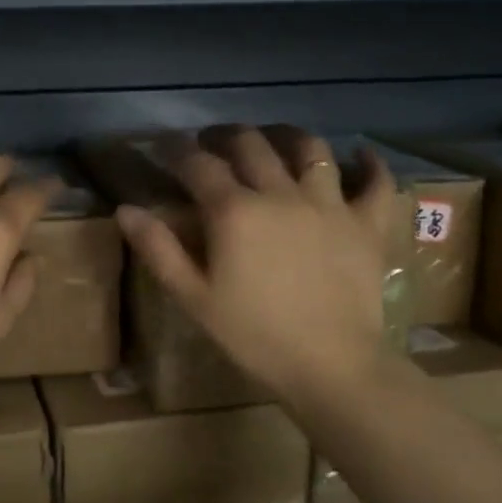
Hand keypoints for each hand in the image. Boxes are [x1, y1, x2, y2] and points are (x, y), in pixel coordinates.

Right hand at [115, 125, 396, 406]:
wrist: (332, 367)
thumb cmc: (255, 336)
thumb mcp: (194, 298)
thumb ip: (158, 249)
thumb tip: (125, 210)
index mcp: (234, 211)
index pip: (198, 164)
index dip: (177, 149)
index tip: (165, 146)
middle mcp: (280, 193)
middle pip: (251, 143)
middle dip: (226, 135)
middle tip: (213, 142)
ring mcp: (329, 204)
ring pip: (310, 149)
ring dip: (287, 136)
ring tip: (275, 140)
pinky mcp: (366, 223)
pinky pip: (376, 182)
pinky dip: (370, 164)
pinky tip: (361, 154)